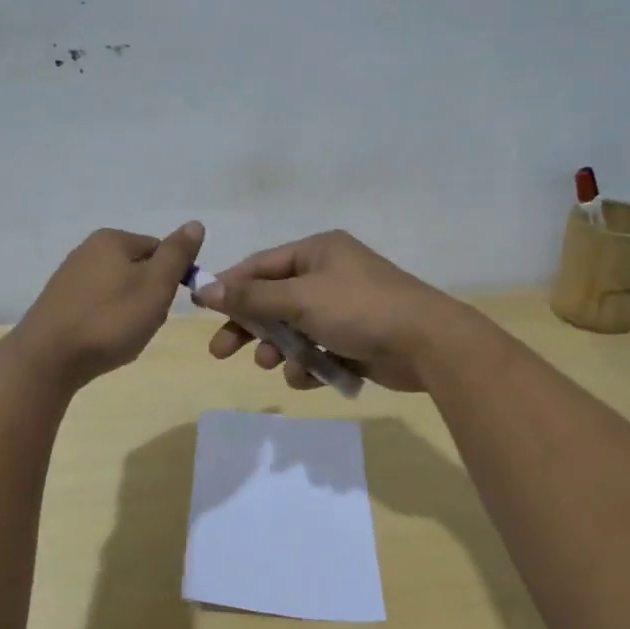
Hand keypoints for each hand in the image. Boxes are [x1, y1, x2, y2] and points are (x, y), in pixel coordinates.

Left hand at [15, 223, 203, 388]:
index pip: (160, 249)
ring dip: (129, 312)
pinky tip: (103, 340)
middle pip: (139, 270)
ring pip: (119, 290)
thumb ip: (177, 254)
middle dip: (149, 297)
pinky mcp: (59, 303)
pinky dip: (107, 321)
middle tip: (144, 323)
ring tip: (123, 336)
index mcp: (112, 239)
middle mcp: (88, 249)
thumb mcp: (155, 285)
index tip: (164, 305)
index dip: (171, 278)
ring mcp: (70, 276)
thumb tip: (195, 223)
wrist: (48, 359)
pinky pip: (98, 306)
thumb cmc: (110, 319)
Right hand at [195, 230, 469, 391]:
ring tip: (274, 364)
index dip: (230, 286)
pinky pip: (318, 350)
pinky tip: (308, 376)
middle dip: (249, 326)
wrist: (427, 344)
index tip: (202, 308)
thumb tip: (206, 289)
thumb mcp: (300, 299)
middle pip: (274, 300)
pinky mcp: (355, 340)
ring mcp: (343, 309)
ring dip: (280, 348)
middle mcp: (329, 275)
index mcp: (318, 252)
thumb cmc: (359, 309)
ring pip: (294, 329)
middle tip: (220, 351)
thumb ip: (252, 297)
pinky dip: (308, 364)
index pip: (261, 266)